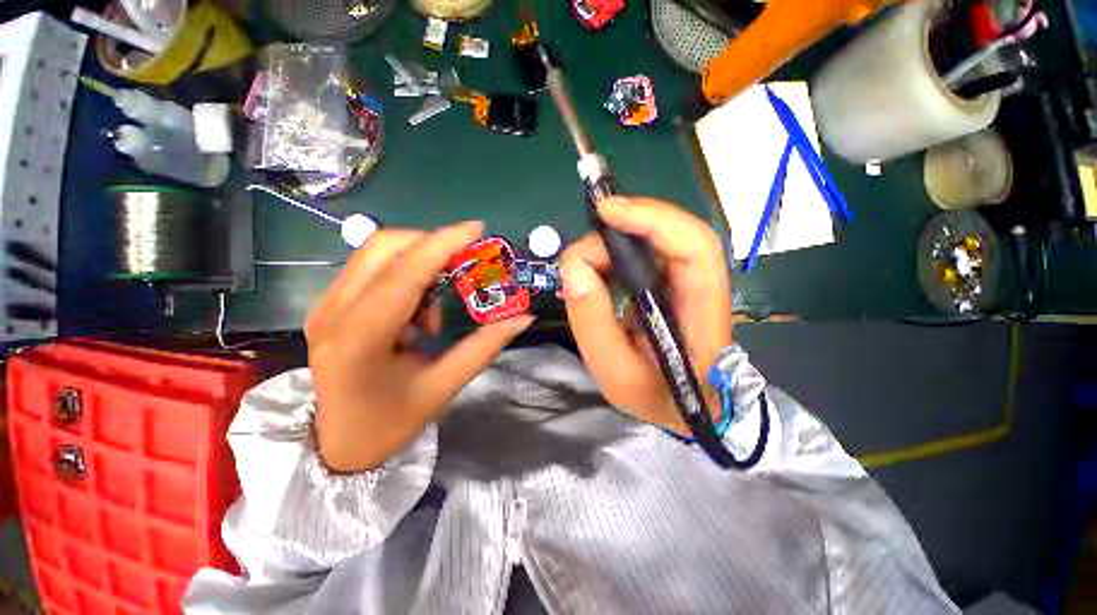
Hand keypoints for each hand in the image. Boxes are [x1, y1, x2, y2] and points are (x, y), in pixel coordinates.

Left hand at [306, 222, 533, 472]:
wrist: (338, 445)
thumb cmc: (390, 424)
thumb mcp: (443, 388)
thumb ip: (484, 347)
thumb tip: (523, 317)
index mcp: (358, 341)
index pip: (405, 274)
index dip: (443, 244)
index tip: (478, 229)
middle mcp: (332, 314)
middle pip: (384, 247)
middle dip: (433, 244)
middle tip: (466, 263)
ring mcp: (324, 306)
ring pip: (376, 253)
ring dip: (419, 262)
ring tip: (438, 305)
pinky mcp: (328, 306)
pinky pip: (372, 269)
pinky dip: (405, 275)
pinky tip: (416, 313)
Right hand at [560, 198, 732, 433]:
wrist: (680, 406)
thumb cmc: (655, 397)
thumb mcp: (615, 374)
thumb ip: (593, 323)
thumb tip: (573, 267)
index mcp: (702, 313)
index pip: (694, 247)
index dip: (654, 219)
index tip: (606, 212)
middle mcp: (700, 286)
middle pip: (671, 234)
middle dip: (620, 231)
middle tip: (579, 257)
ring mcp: (684, 281)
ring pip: (652, 240)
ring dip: (612, 245)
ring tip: (582, 270)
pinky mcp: (668, 282)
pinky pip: (641, 254)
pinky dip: (612, 256)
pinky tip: (594, 274)